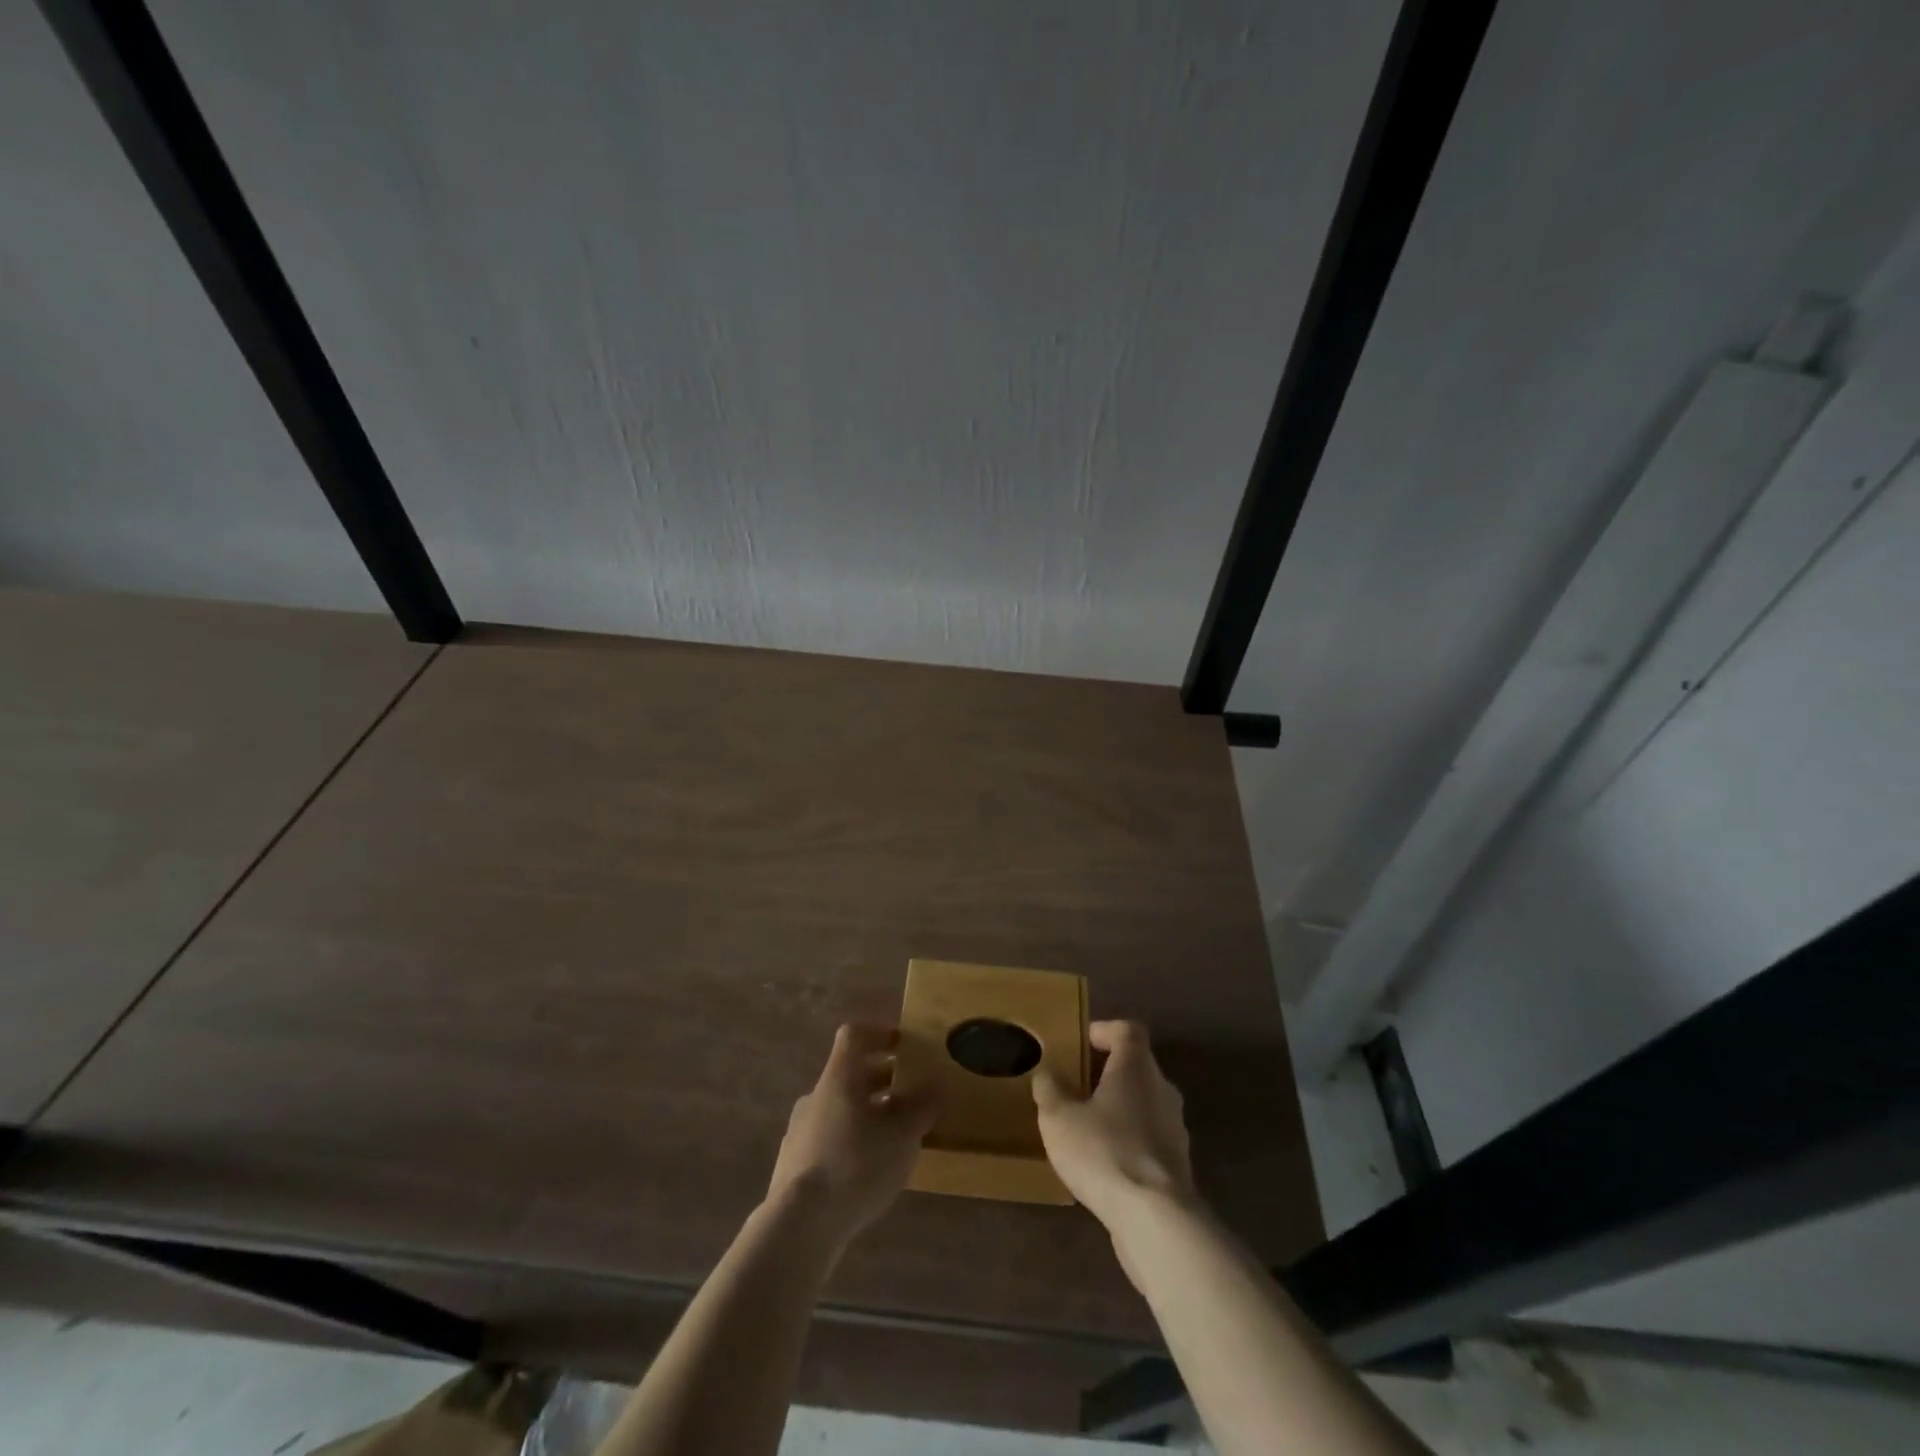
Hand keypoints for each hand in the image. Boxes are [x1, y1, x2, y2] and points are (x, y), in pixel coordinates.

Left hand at [765, 1024, 936, 1254]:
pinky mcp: (794, 1166)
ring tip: (896, 1137)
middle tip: (911, 1093)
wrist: (798, 1225)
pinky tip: (870, 1170)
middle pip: (849, 1074)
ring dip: (868, 1114)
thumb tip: (937, 1084)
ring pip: (840, 1109)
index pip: (854, 1036)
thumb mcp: (903, 1136)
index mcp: (839, 1077)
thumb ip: (922, 1107)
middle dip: (882, 1080)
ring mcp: (800, 1131)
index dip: (880, 1034)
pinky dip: (852, 1143)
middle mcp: (816, 1096)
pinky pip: (829, 1140)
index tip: (904, 1045)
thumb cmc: (856, 1164)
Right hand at [1033, 1020, 1198, 1231]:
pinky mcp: (1178, 1165)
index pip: (1128, 1030)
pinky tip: (1105, 1162)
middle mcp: (1162, 1089)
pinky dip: (1130, 1139)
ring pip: (1145, 1103)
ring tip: (1087, 1125)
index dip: (1104, 1030)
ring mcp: (1175, 1128)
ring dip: (1119, 1108)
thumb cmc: (1105, 1151)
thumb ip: (1050, 1090)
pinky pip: (1150, 1137)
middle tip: (1076, 1085)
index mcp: (1136, 1066)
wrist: (1156, 1220)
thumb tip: (1046, 1072)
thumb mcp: (1059, 1118)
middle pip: (1137, 1066)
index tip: (1081, 1043)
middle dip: (1108, 1072)